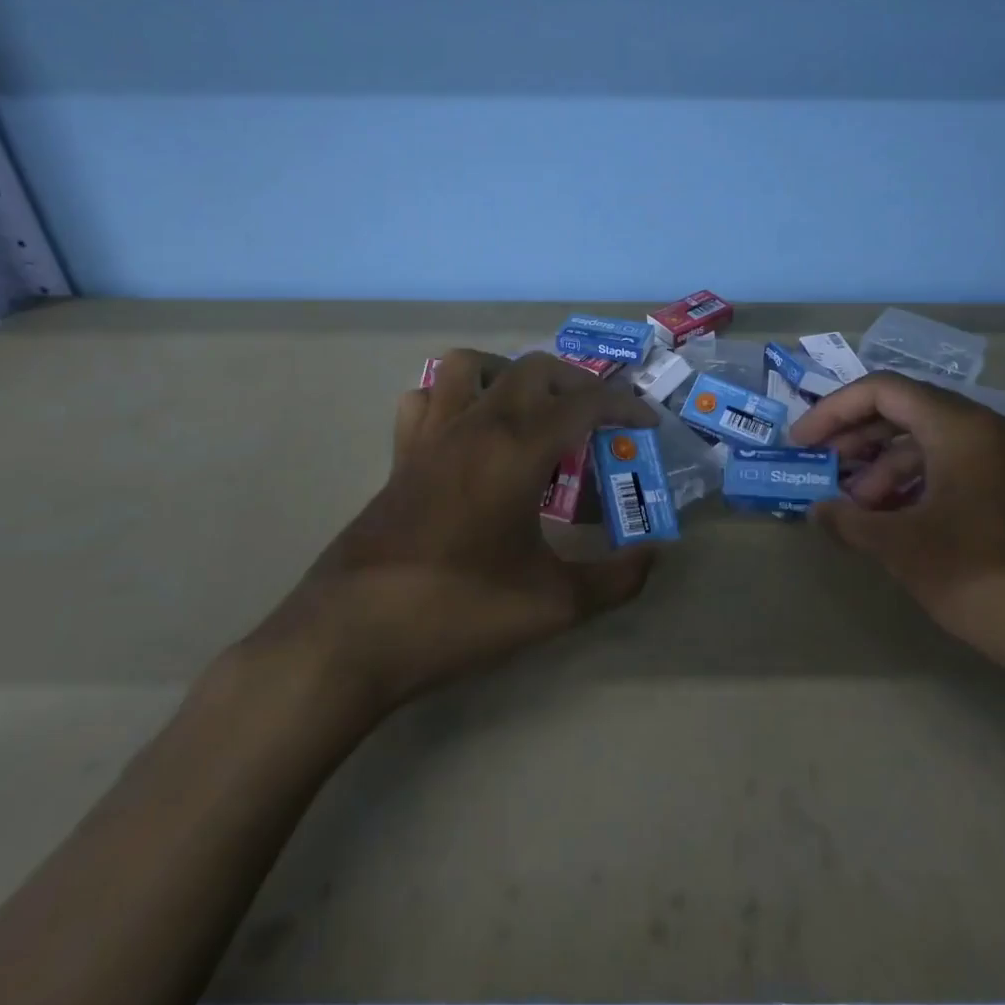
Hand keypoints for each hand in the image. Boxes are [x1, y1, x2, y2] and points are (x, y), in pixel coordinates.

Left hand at [250, 349, 659, 718]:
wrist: (350, 637)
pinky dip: (452, 399)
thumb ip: (615, 579)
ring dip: (508, 375)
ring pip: (469, 367)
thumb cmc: (457, 613)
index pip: (585, 402)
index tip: (647, 424)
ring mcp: (430, 437)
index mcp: (517, 449)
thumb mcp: (552, 605)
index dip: (625, 406)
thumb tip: (654, 555)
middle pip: (534, 369)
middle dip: (576, 383)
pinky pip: (425, 401)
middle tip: (597, 422)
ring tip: (530, 414)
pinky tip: (468, 436)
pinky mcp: (400, 458)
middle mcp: (475, 427)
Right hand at [790, 372, 1004, 696]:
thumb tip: (819, 511)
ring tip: (863, 511)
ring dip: (890, 468)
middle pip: (909, 411)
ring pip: (936, 442)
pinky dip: (924, 484)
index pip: (883, 390)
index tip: (802, 444)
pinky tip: (905, 522)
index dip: (833, 412)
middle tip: (827, 474)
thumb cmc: (990, 580)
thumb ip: (851, 522)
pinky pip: (963, 466)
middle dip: (859, 440)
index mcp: (962, 426)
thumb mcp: (905, 551)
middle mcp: (992, 428)